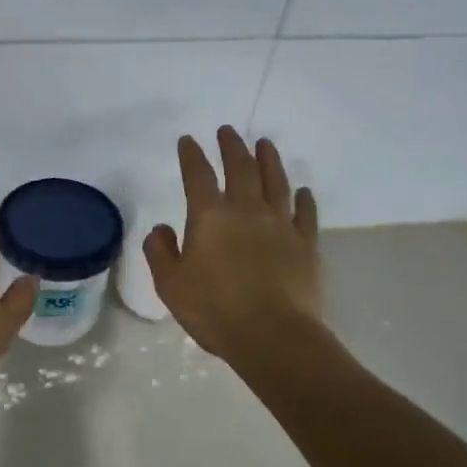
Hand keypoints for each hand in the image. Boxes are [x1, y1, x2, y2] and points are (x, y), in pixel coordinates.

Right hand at [143, 128, 321, 359]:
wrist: (273, 335)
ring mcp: (280, 225)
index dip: (191, 155)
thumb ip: (160, 251)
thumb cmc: (214, 310)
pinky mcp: (306, 244)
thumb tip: (162, 228)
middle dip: (232, 146)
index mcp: (210, 217)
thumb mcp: (170, 285)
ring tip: (265, 144)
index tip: (188, 141)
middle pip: (240, 168)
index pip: (197, 175)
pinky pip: (306, 213)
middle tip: (228, 131)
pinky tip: (303, 191)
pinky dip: (304, 198)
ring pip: (276, 182)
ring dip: (269, 160)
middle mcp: (247, 211)